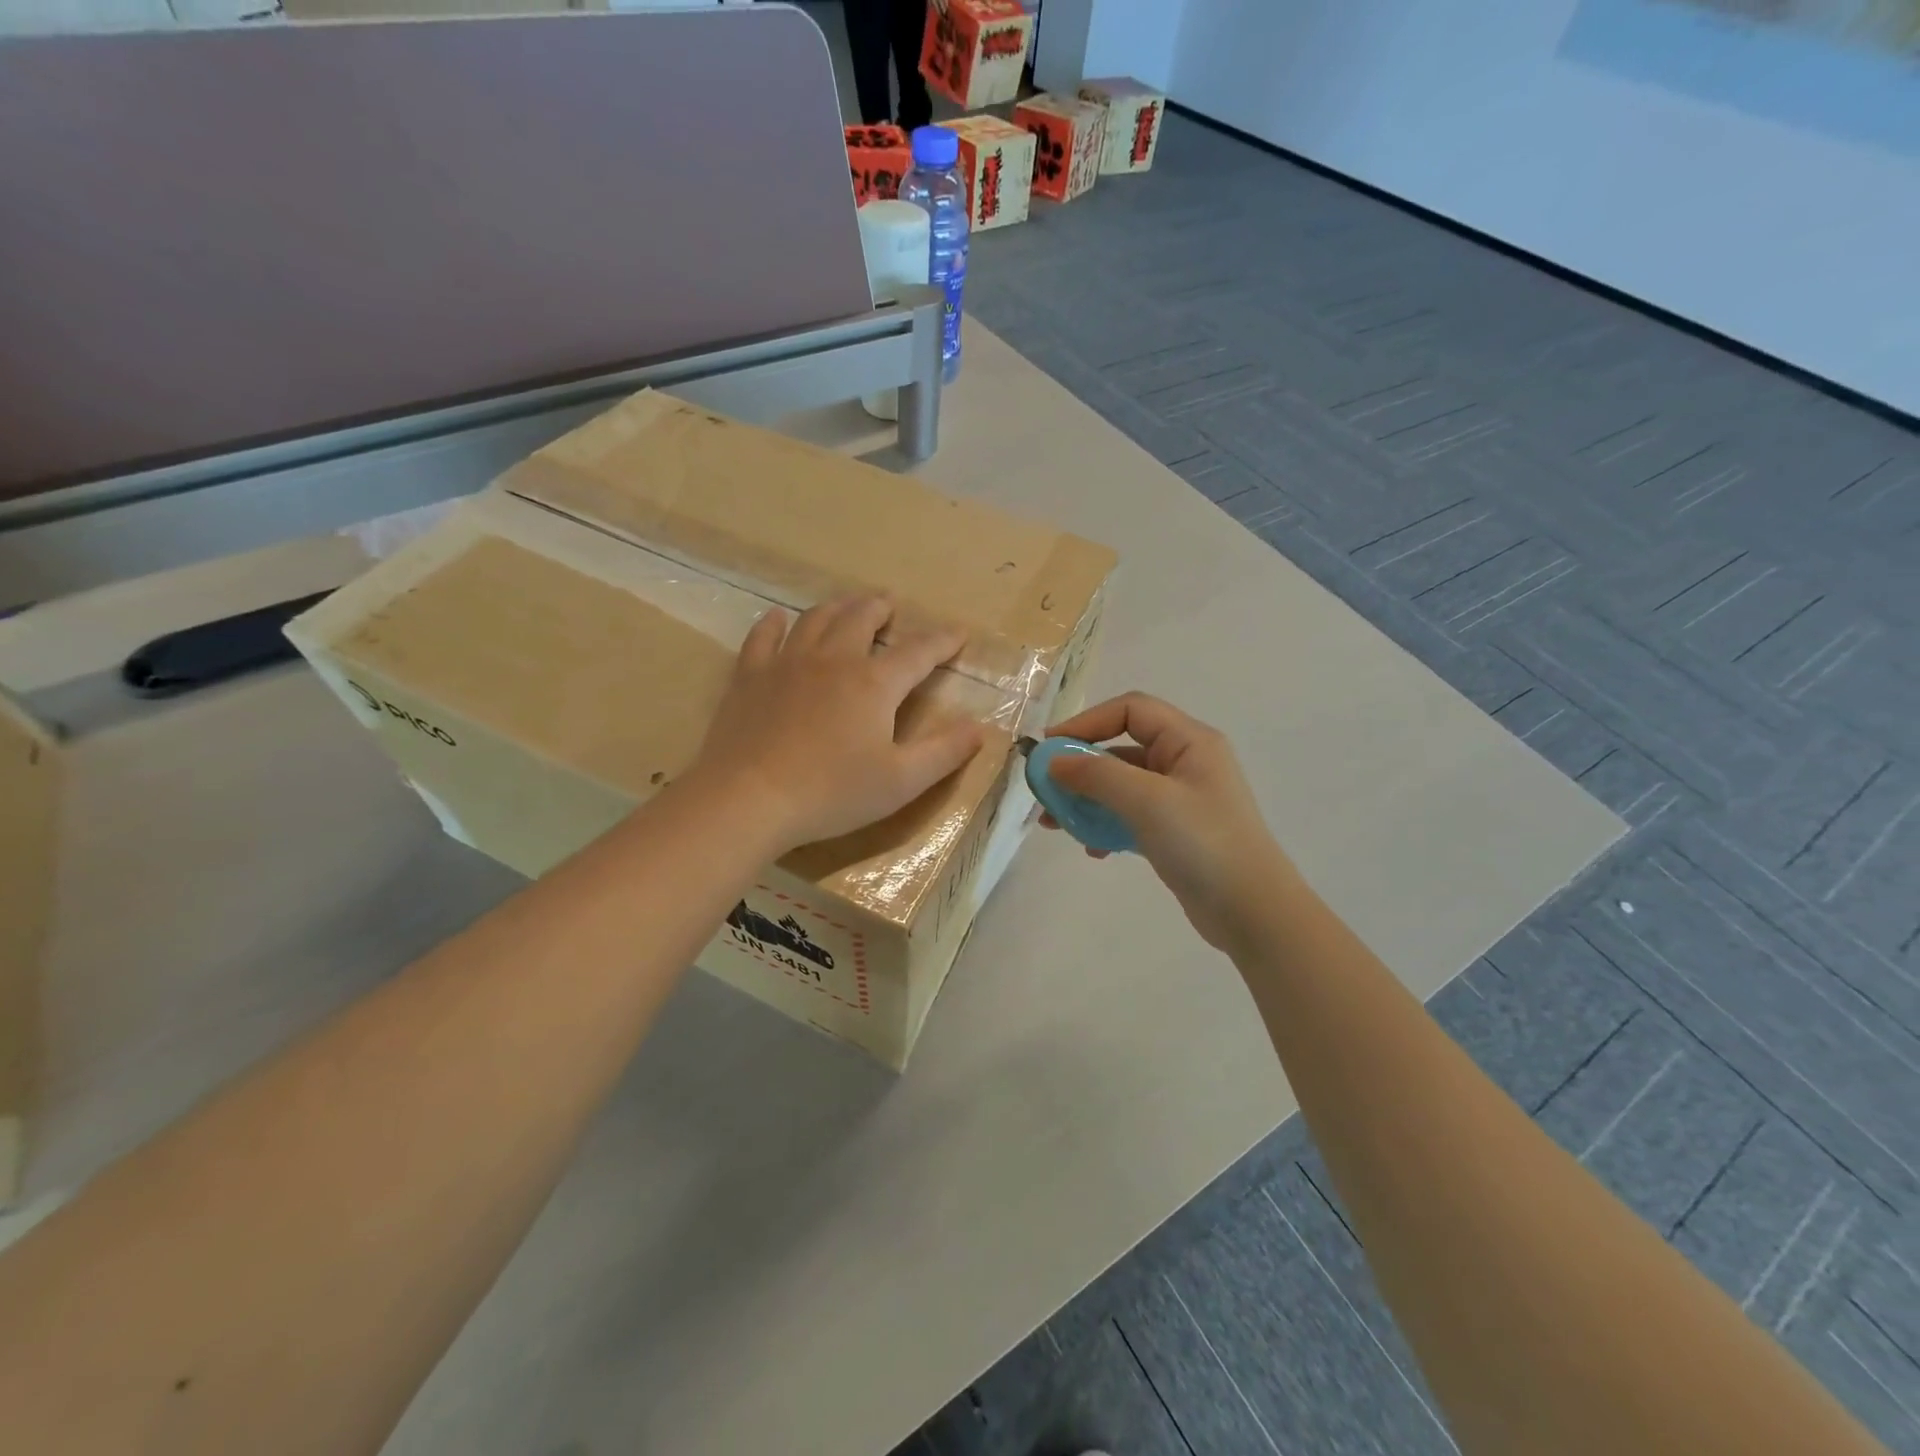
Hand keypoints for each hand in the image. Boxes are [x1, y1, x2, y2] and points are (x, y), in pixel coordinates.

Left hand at [691, 595, 984, 852]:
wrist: (749, 798)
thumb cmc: (832, 793)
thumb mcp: (901, 781)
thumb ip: (944, 752)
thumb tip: (979, 727)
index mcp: (874, 683)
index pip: (918, 653)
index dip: (942, 642)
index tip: (959, 633)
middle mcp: (834, 660)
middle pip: (861, 619)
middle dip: (880, 609)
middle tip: (889, 605)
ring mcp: (787, 663)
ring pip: (816, 619)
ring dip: (838, 607)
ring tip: (848, 605)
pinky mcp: (750, 676)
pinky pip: (764, 636)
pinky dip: (776, 623)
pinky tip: (779, 618)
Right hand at [1043, 693, 1297, 951]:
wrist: (1252, 913)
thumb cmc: (1202, 844)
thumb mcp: (1147, 801)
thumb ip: (1096, 775)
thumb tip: (1053, 761)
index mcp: (1189, 741)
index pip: (1130, 710)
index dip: (1086, 722)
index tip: (1049, 748)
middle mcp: (1186, 762)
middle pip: (1121, 749)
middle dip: (1080, 768)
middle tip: (1045, 791)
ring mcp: (1181, 799)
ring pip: (1122, 786)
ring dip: (1087, 800)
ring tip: (1056, 825)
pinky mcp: (1176, 831)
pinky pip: (1131, 816)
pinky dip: (1107, 826)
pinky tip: (1094, 850)